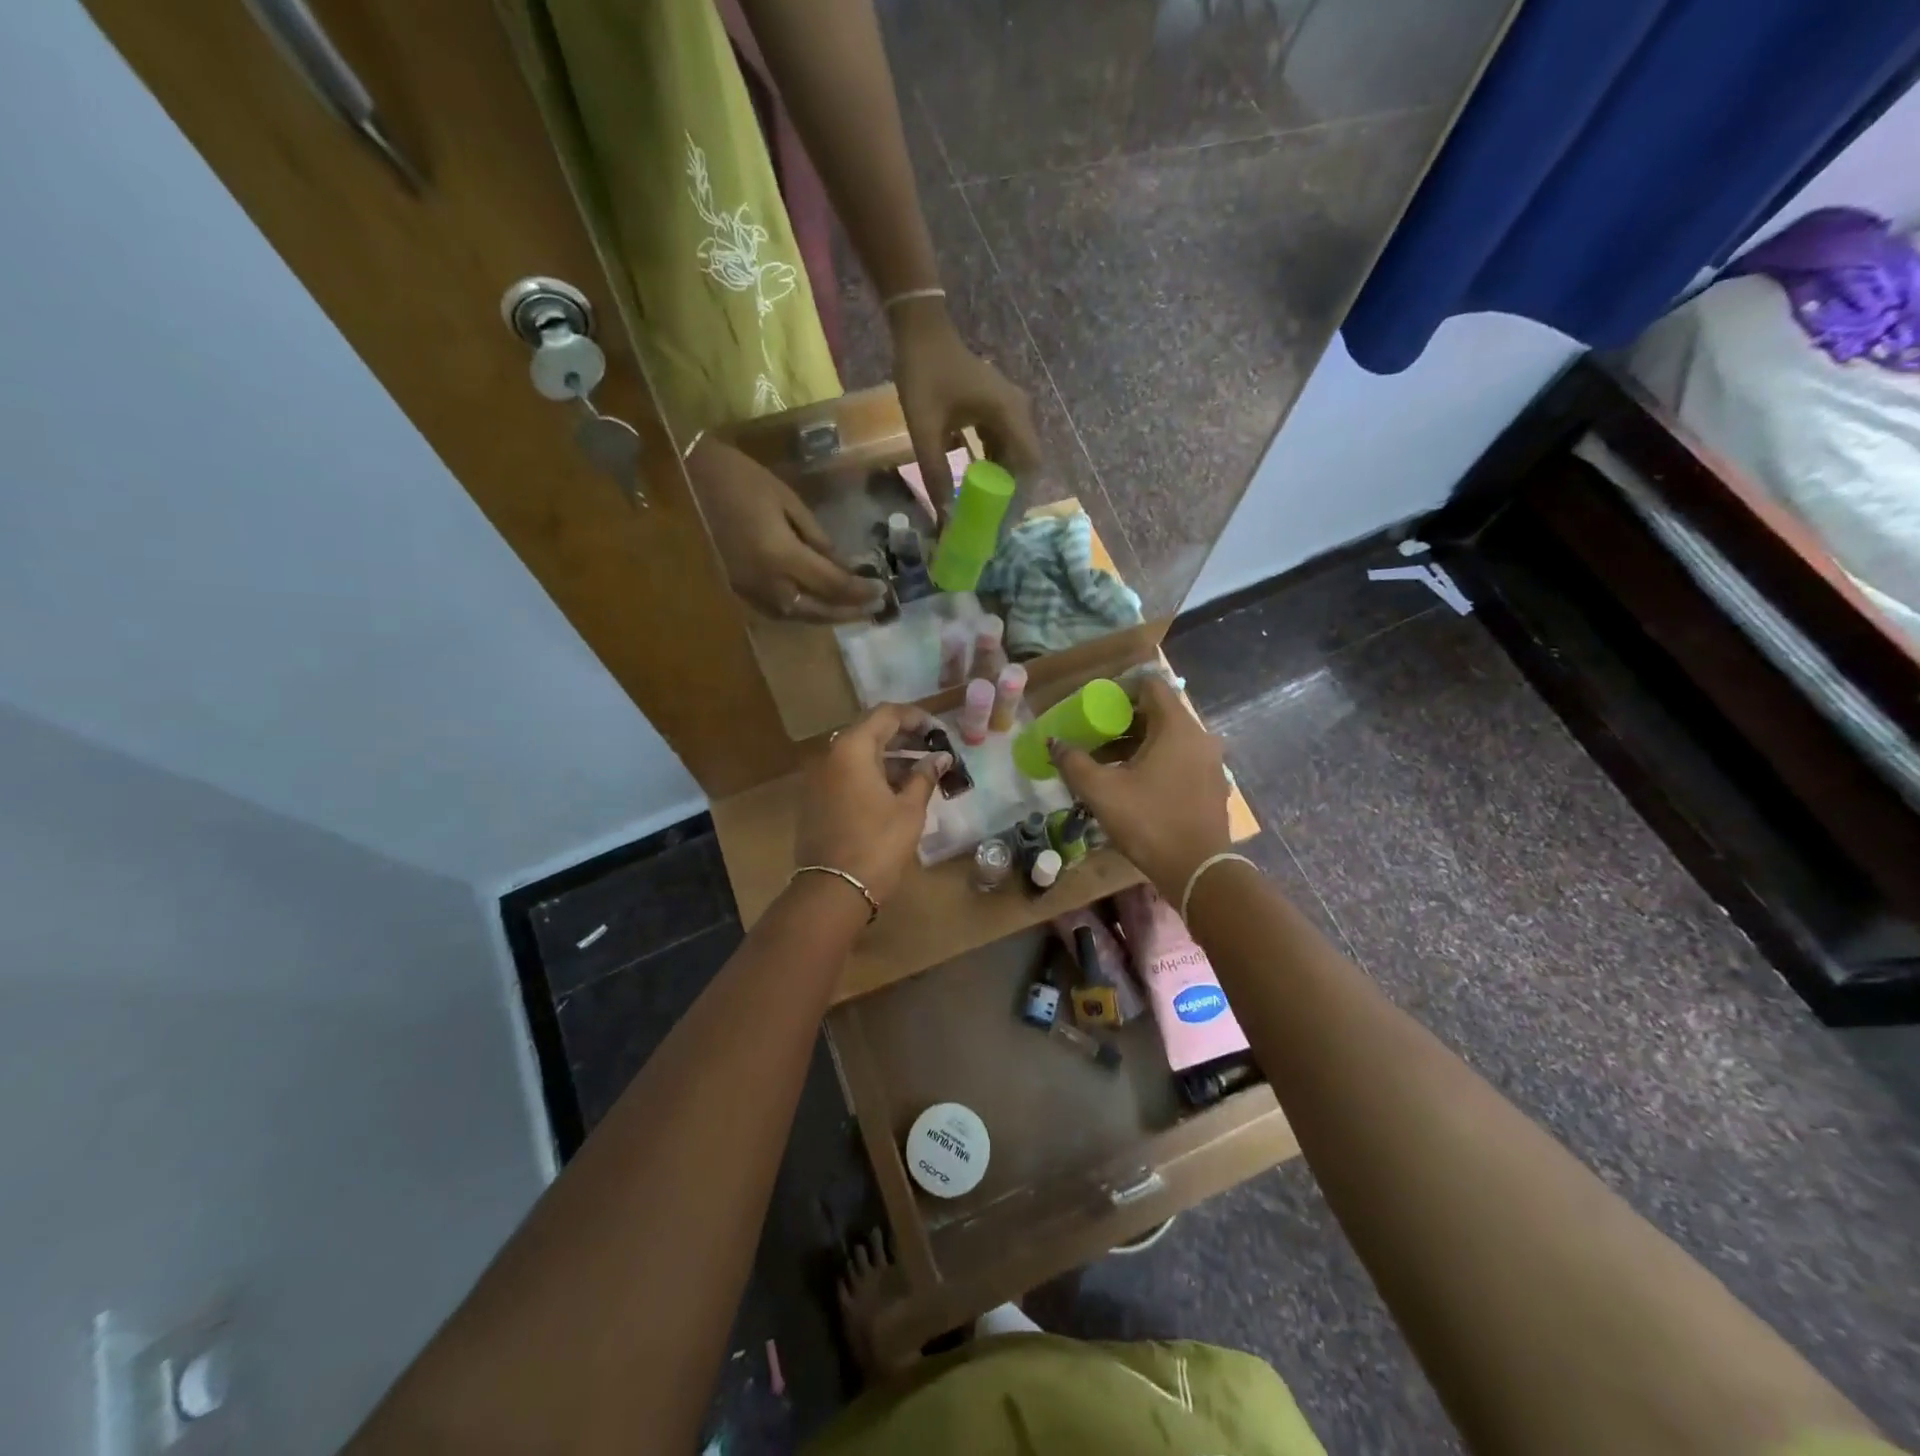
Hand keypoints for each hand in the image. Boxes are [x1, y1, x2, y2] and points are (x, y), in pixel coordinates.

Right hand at [686, 438, 886, 622]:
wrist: (682, 478)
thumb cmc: (739, 478)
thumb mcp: (787, 501)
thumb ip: (817, 538)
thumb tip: (842, 566)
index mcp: (781, 557)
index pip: (832, 584)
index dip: (859, 591)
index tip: (881, 591)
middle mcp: (767, 583)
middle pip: (816, 609)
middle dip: (847, 611)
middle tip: (873, 609)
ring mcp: (748, 591)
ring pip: (796, 615)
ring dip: (826, 616)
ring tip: (850, 610)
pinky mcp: (737, 590)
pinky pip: (777, 610)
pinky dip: (801, 611)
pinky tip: (815, 605)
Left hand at [795, 703, 950, 904]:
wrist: (833, 890)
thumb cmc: (877, 844)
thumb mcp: (909, 809)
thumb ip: (924, 776)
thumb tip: (940, 757)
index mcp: (852, 748)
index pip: (886, 714)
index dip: (916, 718)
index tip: (940, 732)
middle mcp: (830, 755)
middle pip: (870, 731)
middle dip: (904, 737)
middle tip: (934, 749)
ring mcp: (819, 778)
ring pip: (859, 754)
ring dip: (890, 757)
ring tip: (922, 771)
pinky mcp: (817, 799)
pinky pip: (848, 774)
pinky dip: (873, 774)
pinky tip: (898, 789)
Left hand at [891, 300, 1040, 508]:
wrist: (921, 330)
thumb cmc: (924, 374)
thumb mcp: (924, 428)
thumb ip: (935, 472)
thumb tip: (945, 514)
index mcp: (1008, 414)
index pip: (1029, 463)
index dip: (1019, 495)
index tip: (1003, 519)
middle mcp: (1018, 411)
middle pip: (1024, 461)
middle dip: (1009, 492)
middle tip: (991, 520)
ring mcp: (1009, 408)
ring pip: (1014, 453)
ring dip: (1001, 479)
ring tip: (984, 506)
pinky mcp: (997, 408)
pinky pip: (1002, 442)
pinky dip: (993, 463)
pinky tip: (976, 481)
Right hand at [1048, 677, 1230, 897]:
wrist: (1197, 872)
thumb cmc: (1149, 822)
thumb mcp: (1101, 792)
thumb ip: (1073, 762)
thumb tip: (1053, 742)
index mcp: (1177, 727)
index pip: (1151, 685)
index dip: (1120, 689)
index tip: (1095, 706)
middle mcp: (1199, 737)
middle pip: (1158, 713)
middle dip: (1122, 721)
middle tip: (1092, 735)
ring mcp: (1210, 762)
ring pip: (1168, 739)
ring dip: (1136, 744)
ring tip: (1104, 763)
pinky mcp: (1211, 785)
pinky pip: (1179, 759)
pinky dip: (1155, 761)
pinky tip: (1131, 784)